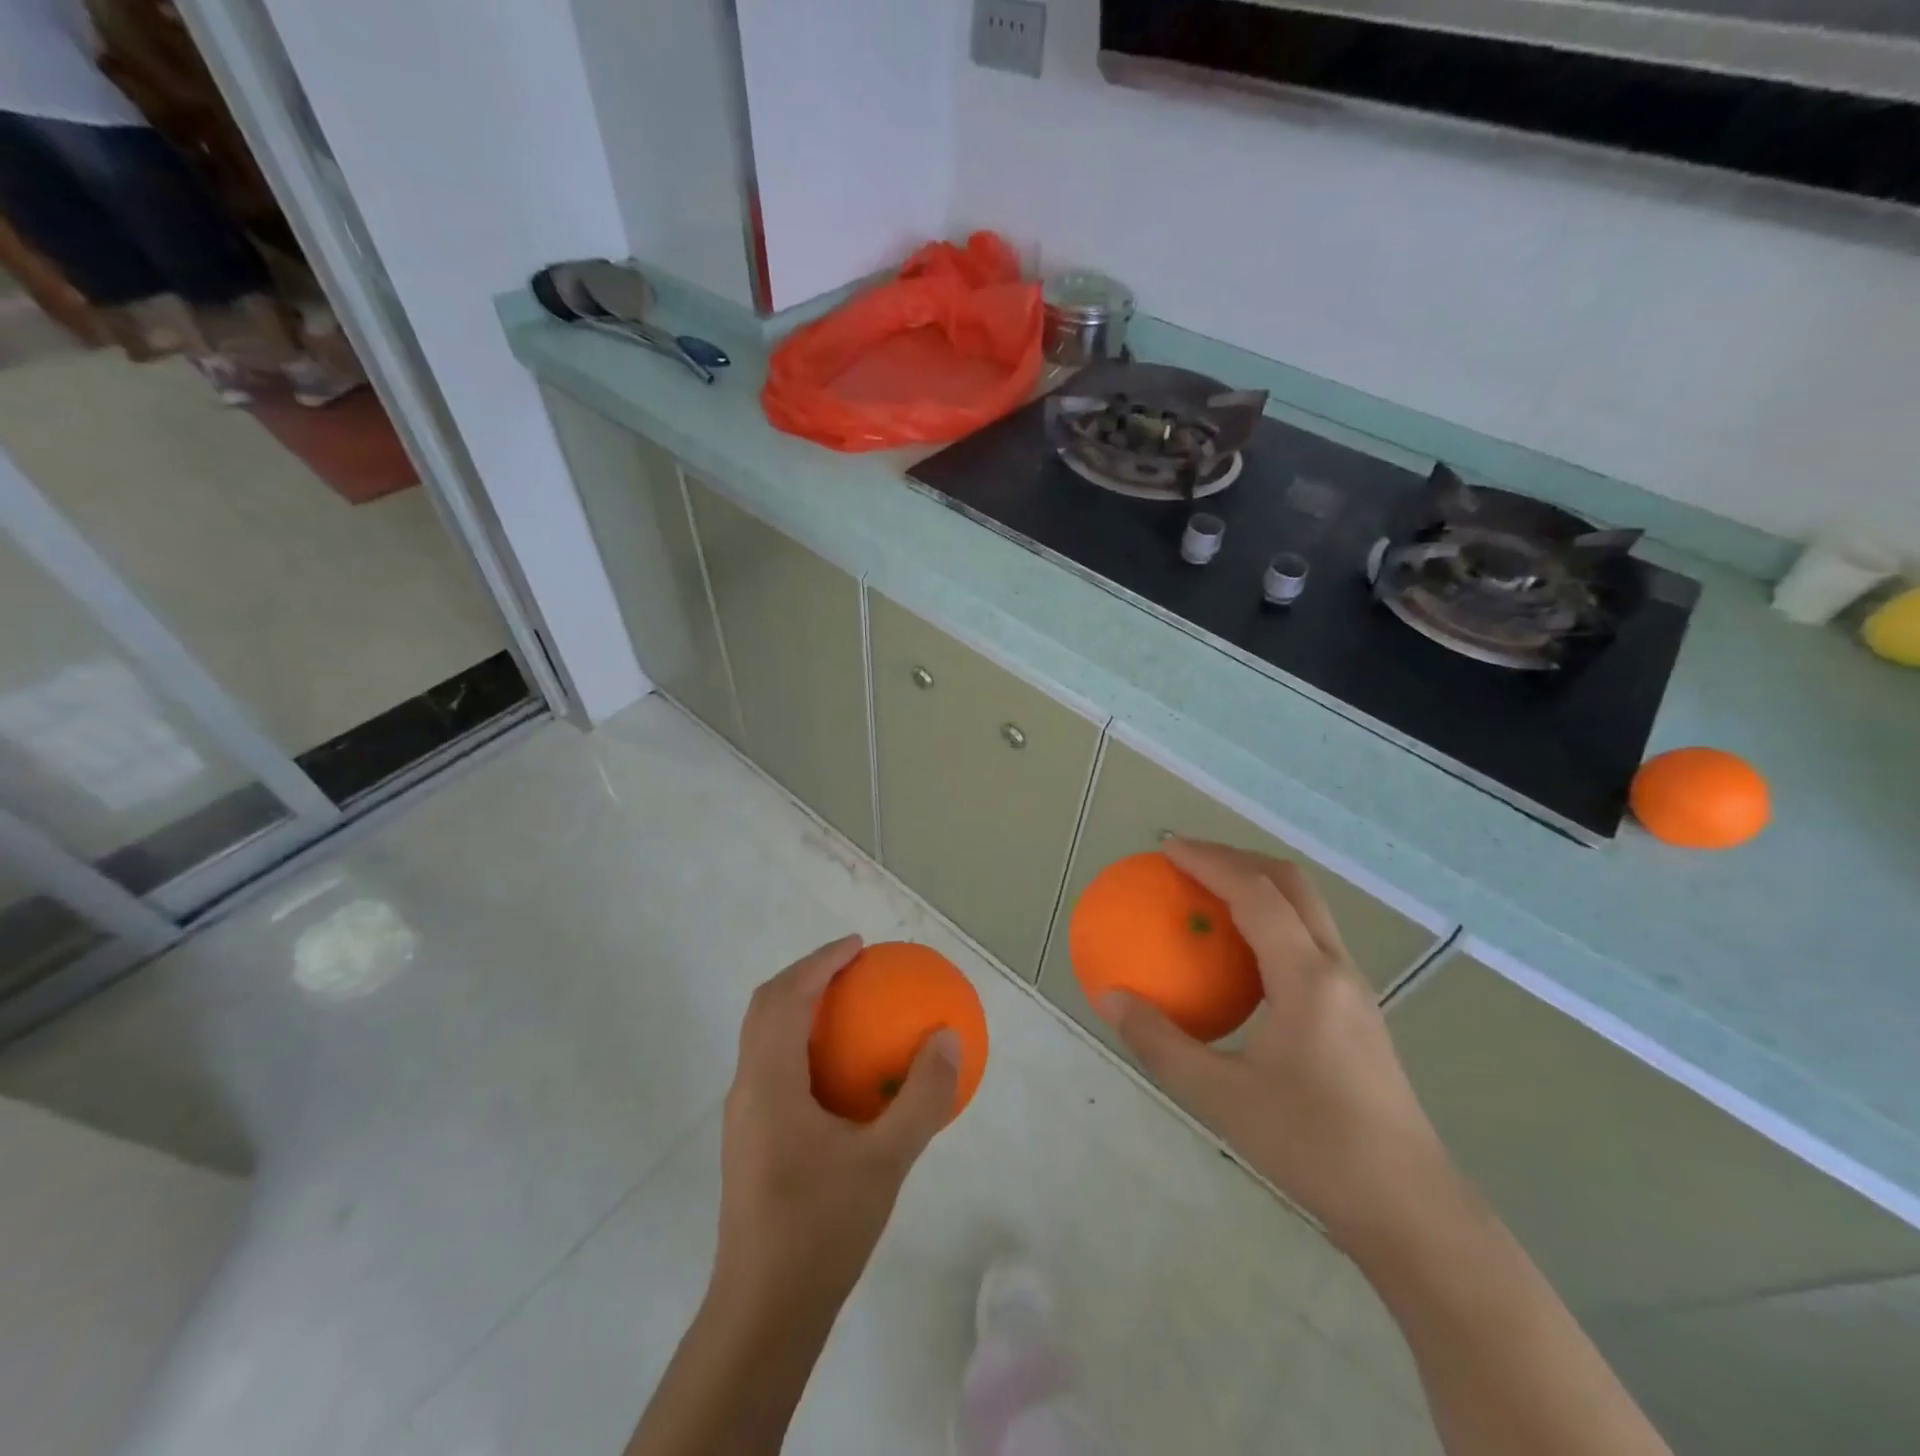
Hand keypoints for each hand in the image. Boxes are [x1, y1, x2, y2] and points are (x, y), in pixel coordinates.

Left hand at [712, 935, 959, 1313]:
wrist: (764, 1314)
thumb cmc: (821, 1230)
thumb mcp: (886, 1162)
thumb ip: (921, 1098)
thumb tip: (948, 1038)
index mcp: (768, 1083)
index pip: (784, 998)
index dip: (819, 962)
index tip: (858, 947)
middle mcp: (746, 1090)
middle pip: (766, 1008)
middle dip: (806, 977)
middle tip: (854, 968)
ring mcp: (743, 1118)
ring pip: (765, 1039)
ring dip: (800, 1009)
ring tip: (849, 1009)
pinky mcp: (750, 1142)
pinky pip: (773, 1068)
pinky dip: (802, 1046)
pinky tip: (842, 1076)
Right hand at [1097, 839, 1455, 1250]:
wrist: (1408, 1207)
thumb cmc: (1313, 1146)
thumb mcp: (1220, 1098)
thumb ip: (1159, 1042)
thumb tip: (1109, 997)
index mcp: (1306, 977)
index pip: (1255, 893)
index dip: (1209, 861)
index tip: (1166, 850)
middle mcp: (1336, 967)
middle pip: (1290, 883)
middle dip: (1237, 857)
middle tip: (1187, 860)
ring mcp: (1353, 987)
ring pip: (1306, 907)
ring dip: (1257, 884)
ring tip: (1209, 893)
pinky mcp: (1356, 1009)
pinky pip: (1308, 938)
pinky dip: (1270, 920)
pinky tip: (1240, 956)